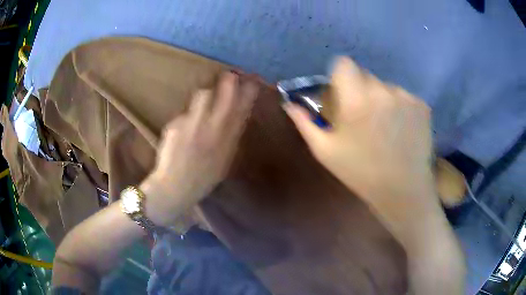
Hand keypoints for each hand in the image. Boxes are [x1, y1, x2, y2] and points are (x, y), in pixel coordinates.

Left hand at [142, 72, 258, 226]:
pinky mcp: (176, 125)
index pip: (241, 110)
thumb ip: (230, 140)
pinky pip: (184, 113)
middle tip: (230, 74)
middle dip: (229, 82)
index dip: (248, 94)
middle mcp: (212, 130)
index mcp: (227, 141)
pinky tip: (182, 130)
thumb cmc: (202, 179)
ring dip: (206, 94)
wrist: (175, 188)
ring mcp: (193, 126)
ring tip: (204, 99)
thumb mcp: (223, 163)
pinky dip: (186, 117)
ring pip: (203, 95)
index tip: (252, 81)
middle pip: (224, 97)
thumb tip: (235, 118)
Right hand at [284, 57, 438, 238]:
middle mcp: (383, 91)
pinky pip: (404, 97)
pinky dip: (400, 108)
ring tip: (385, 127)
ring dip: (382, 99)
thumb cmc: (361, 173)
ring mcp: (406, 97)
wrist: (403, 191)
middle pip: (365, 75)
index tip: (341, 92)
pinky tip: (401, 130)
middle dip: (360, 90)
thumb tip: (289, 104)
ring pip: (386, 87)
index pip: (344, 63)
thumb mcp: (326, 152)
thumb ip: (305, 123)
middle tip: (363, 117)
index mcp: (356, 100)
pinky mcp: (422, 106)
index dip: (340, 75)